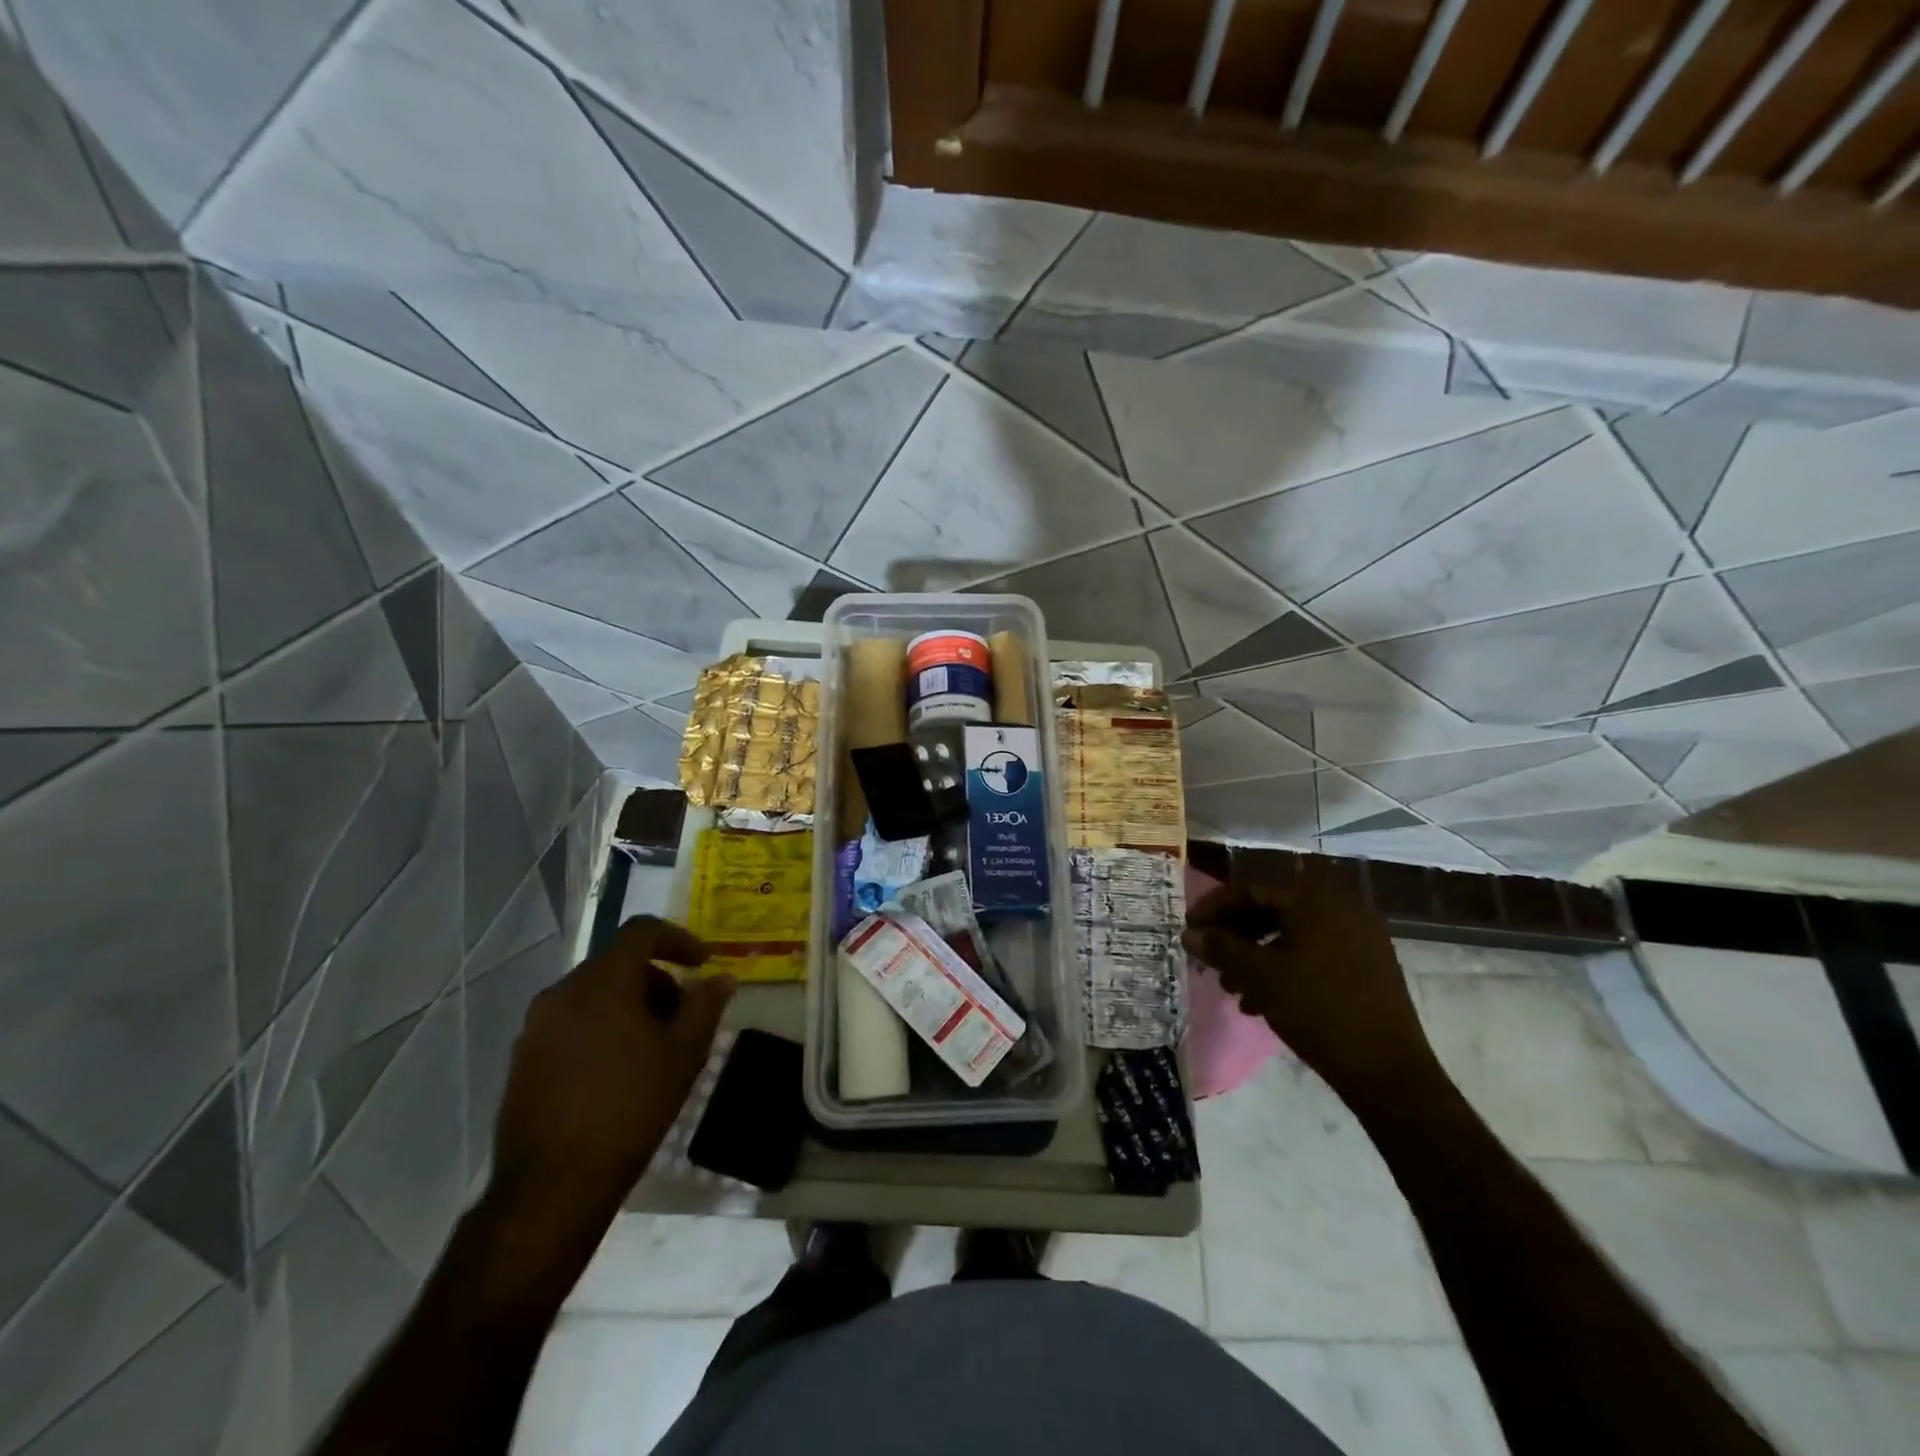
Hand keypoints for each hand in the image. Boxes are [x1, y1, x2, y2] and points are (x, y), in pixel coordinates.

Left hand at [490, 917, 734, 1224]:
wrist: (551, 1187)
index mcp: (602, 982)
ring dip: (630, 1005)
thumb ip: (705, 1006)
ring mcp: (536, 1026)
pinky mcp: (523, 1058)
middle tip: (683, 1016)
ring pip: (594, 994)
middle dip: (657, 981)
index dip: (678, 939)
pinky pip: (572, 1022)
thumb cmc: (629, 1109)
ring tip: (654, 1047)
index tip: (702, 965)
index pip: (641, 932)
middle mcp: (562, 992)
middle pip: (618, 964)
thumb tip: (721, 978)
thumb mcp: (683, 1054)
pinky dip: (602, 1027)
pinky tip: (618, 1071)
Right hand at [1183, 869, 1439, 1100]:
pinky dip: (1284, 967)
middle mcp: (1341, 908)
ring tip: (1231, 987)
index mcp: (1315, 900)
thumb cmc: (1317, 1011)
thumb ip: (1221, 948)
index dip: (1214, 907)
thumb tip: (1189, 934)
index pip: (1251, 889)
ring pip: (1292, 934)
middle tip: (1209, 957)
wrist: (1388, 1072)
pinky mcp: (1368, 966)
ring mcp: (1359, 937)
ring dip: (1256, 954)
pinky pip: (1314, 952)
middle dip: (1235, 934)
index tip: (1189, 929)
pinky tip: (1262, 1001)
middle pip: (1272, 909)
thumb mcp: (1259, 976)